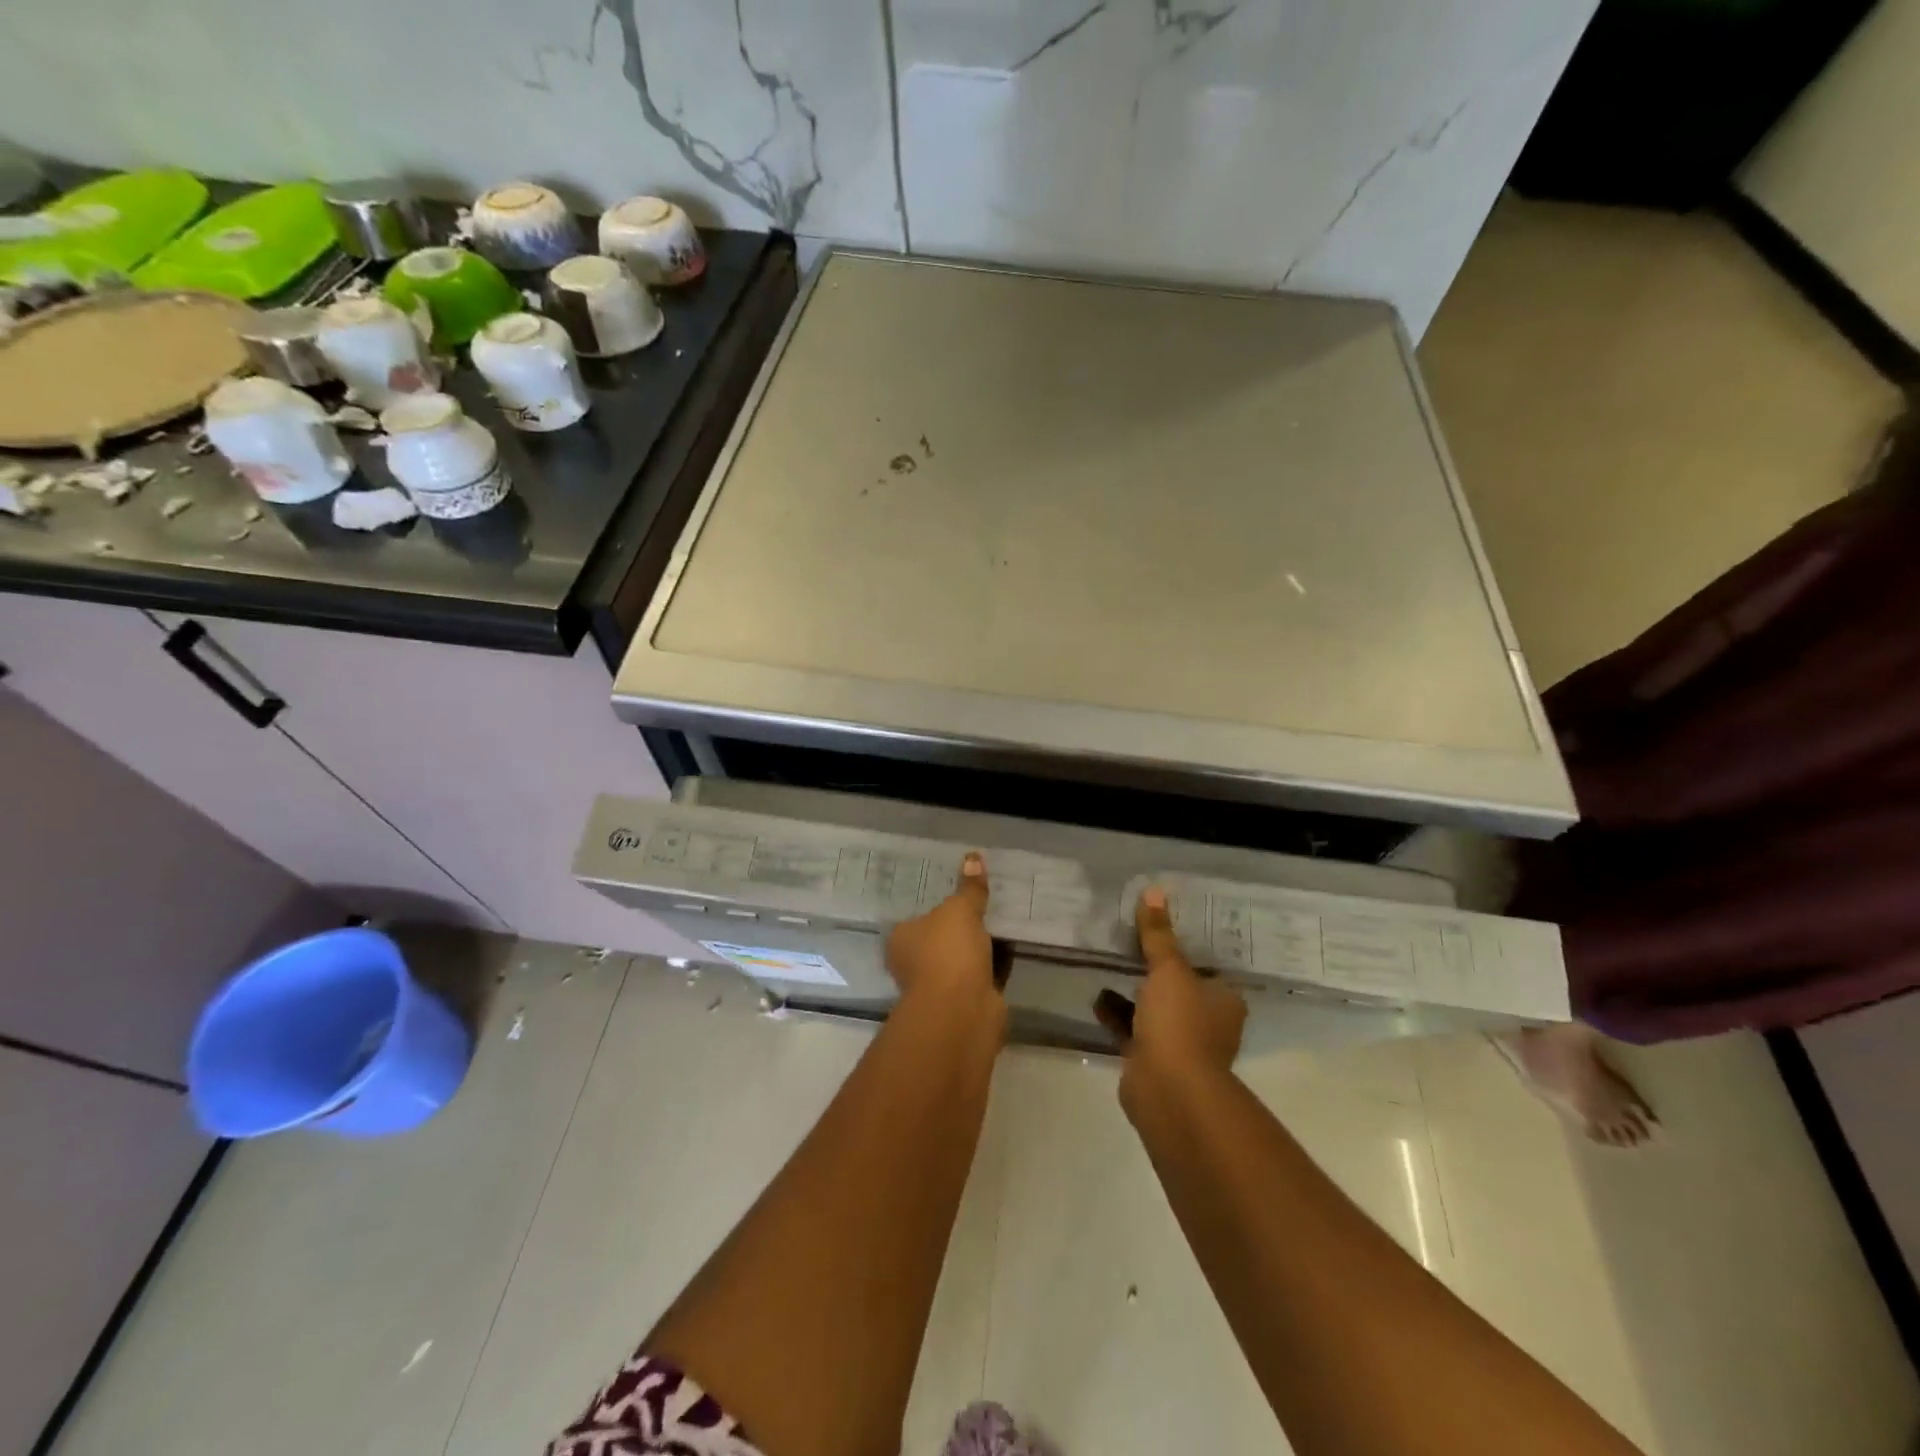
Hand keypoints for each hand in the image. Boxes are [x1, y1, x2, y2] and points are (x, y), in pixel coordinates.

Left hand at [885, 853, 1000, 1012]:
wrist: (963, 1009)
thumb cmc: (948, 951)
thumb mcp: (960, 910)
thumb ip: (969, 887)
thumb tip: (973, 856)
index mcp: (902, 939)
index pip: (916, 918)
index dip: (936, 907)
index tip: (958, 894)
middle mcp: (915, 964)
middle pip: (940, 939)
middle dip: (961, 927)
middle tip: (985, 903)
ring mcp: (941, 985)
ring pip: (963, 958)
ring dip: (981, 946)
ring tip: (1004, 918)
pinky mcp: (967, 1000)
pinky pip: (984, 973)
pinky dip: (996, 963)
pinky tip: (1013, 944)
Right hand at [1097, 886, 1246, 1107]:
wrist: (1168, 1091)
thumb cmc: (1180, 1023)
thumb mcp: (1169, 969)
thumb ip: (1158, 934)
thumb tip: (1154, 890)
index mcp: (1224, 1000)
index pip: (1207, 965)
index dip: (1186, 946)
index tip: (1162, 926)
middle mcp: (1208, 1022)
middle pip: (1180, 987)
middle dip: (1155, 969)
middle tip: (1130, 941)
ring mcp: (1181, 1045)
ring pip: (1154, 1009)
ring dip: (1133, 993)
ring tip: (1108, 964)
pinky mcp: (1152, 1061)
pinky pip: (1133, 1030)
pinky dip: (1117, 1015)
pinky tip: (1096, 997)